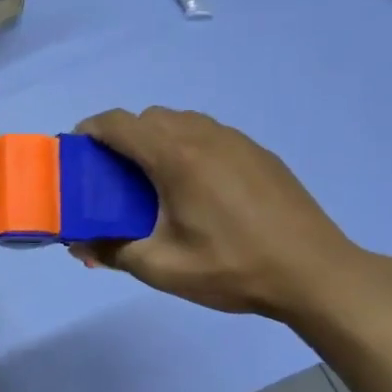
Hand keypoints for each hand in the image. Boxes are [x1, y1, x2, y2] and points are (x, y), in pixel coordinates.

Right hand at [71, 108, 384, 320]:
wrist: (315, 273)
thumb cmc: (232, 268)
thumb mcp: (162, 268)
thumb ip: (112, 251)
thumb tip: (79, 245)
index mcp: (175, 156)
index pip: (118, 123)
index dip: (90, 131)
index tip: (76, 153)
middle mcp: (203, 136)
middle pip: (148, 118)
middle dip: (122, 138)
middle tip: (113, 177)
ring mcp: (236, 141)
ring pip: (181, 122)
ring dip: (156, 140)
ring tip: (154, 182)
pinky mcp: (258, 153)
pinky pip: (208, 135)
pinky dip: (187, 148)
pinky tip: (196, 190)